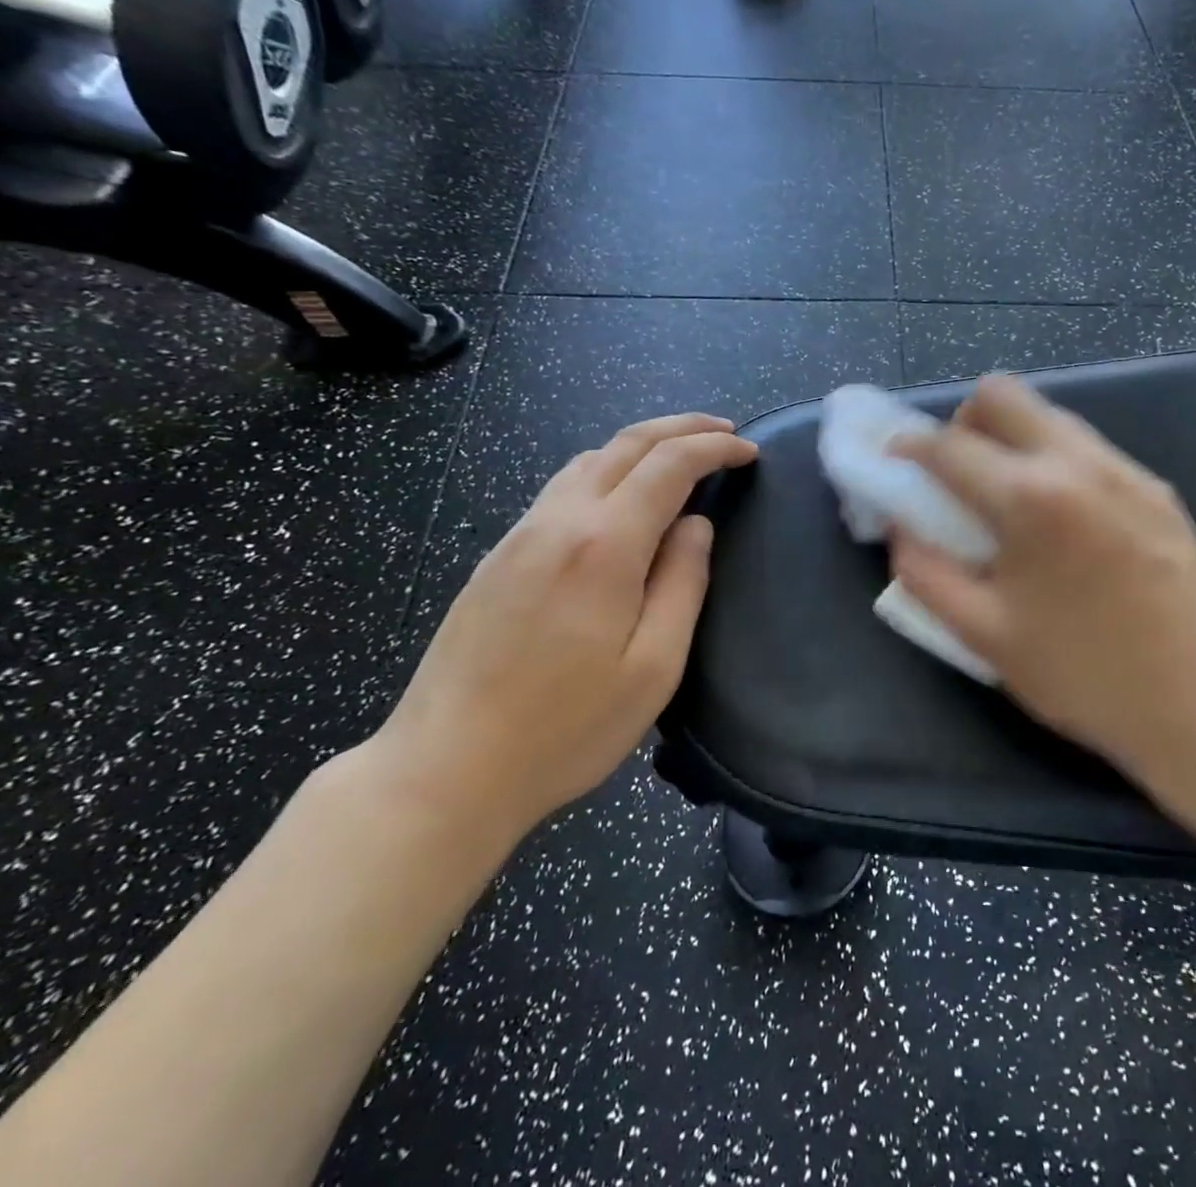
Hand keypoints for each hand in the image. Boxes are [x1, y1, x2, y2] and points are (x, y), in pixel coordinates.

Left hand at [373, 414, 757, 842]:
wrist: (446, 768)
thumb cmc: (565, 728)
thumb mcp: (654, 667)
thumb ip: (683, 584)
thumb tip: (696, 525)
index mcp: (604, 546)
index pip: (669, 465)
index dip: (715, 448)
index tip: (749, 451)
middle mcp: (559, 522)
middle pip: (626, 444)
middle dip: (682, 428)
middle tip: (724, 432)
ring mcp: (520, 535)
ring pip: (589, 460)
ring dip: (642, 445)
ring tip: (681, 457)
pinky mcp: (498, 556)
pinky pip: (562, 487)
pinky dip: (607, 469)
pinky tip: (621, 496)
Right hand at [890, 375, 1195, 803]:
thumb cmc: (1083, 676)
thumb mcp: (983, 635)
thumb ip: (925, 573)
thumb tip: (900, 528)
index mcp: (1029, 498)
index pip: (948, 445)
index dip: (908, 447)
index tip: (893, 458)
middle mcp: (1077, 463)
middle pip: (1002, 394)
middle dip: (963, 422)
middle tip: (955, 472)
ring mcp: (1124, 469)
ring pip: (1048, 415)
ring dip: (1010, 438)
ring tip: (1007, 499)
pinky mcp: (1155, 486)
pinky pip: (1086, 447)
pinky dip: (1052, 460)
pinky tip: (1060, 520)